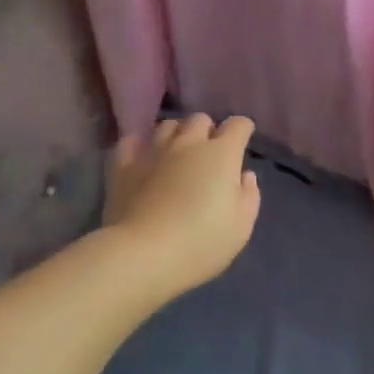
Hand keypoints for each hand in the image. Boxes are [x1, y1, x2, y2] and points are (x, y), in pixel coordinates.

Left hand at [103, 113, 261, 296]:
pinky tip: (142, 155)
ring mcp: (153, 151)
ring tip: (177, 151)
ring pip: (167, 125)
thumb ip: (248, 196)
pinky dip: (140, 144)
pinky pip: (131, 141)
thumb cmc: (201, 243)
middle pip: (200, 119)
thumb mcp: (241, 227)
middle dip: (208, 130)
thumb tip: (245, 175)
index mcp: (221, 155)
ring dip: (177, 133)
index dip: (243, 129)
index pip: (238, 125)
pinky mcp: (124, 166)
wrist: (144, 254)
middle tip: (209, 152)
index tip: (243, 140)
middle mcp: (188, 143)